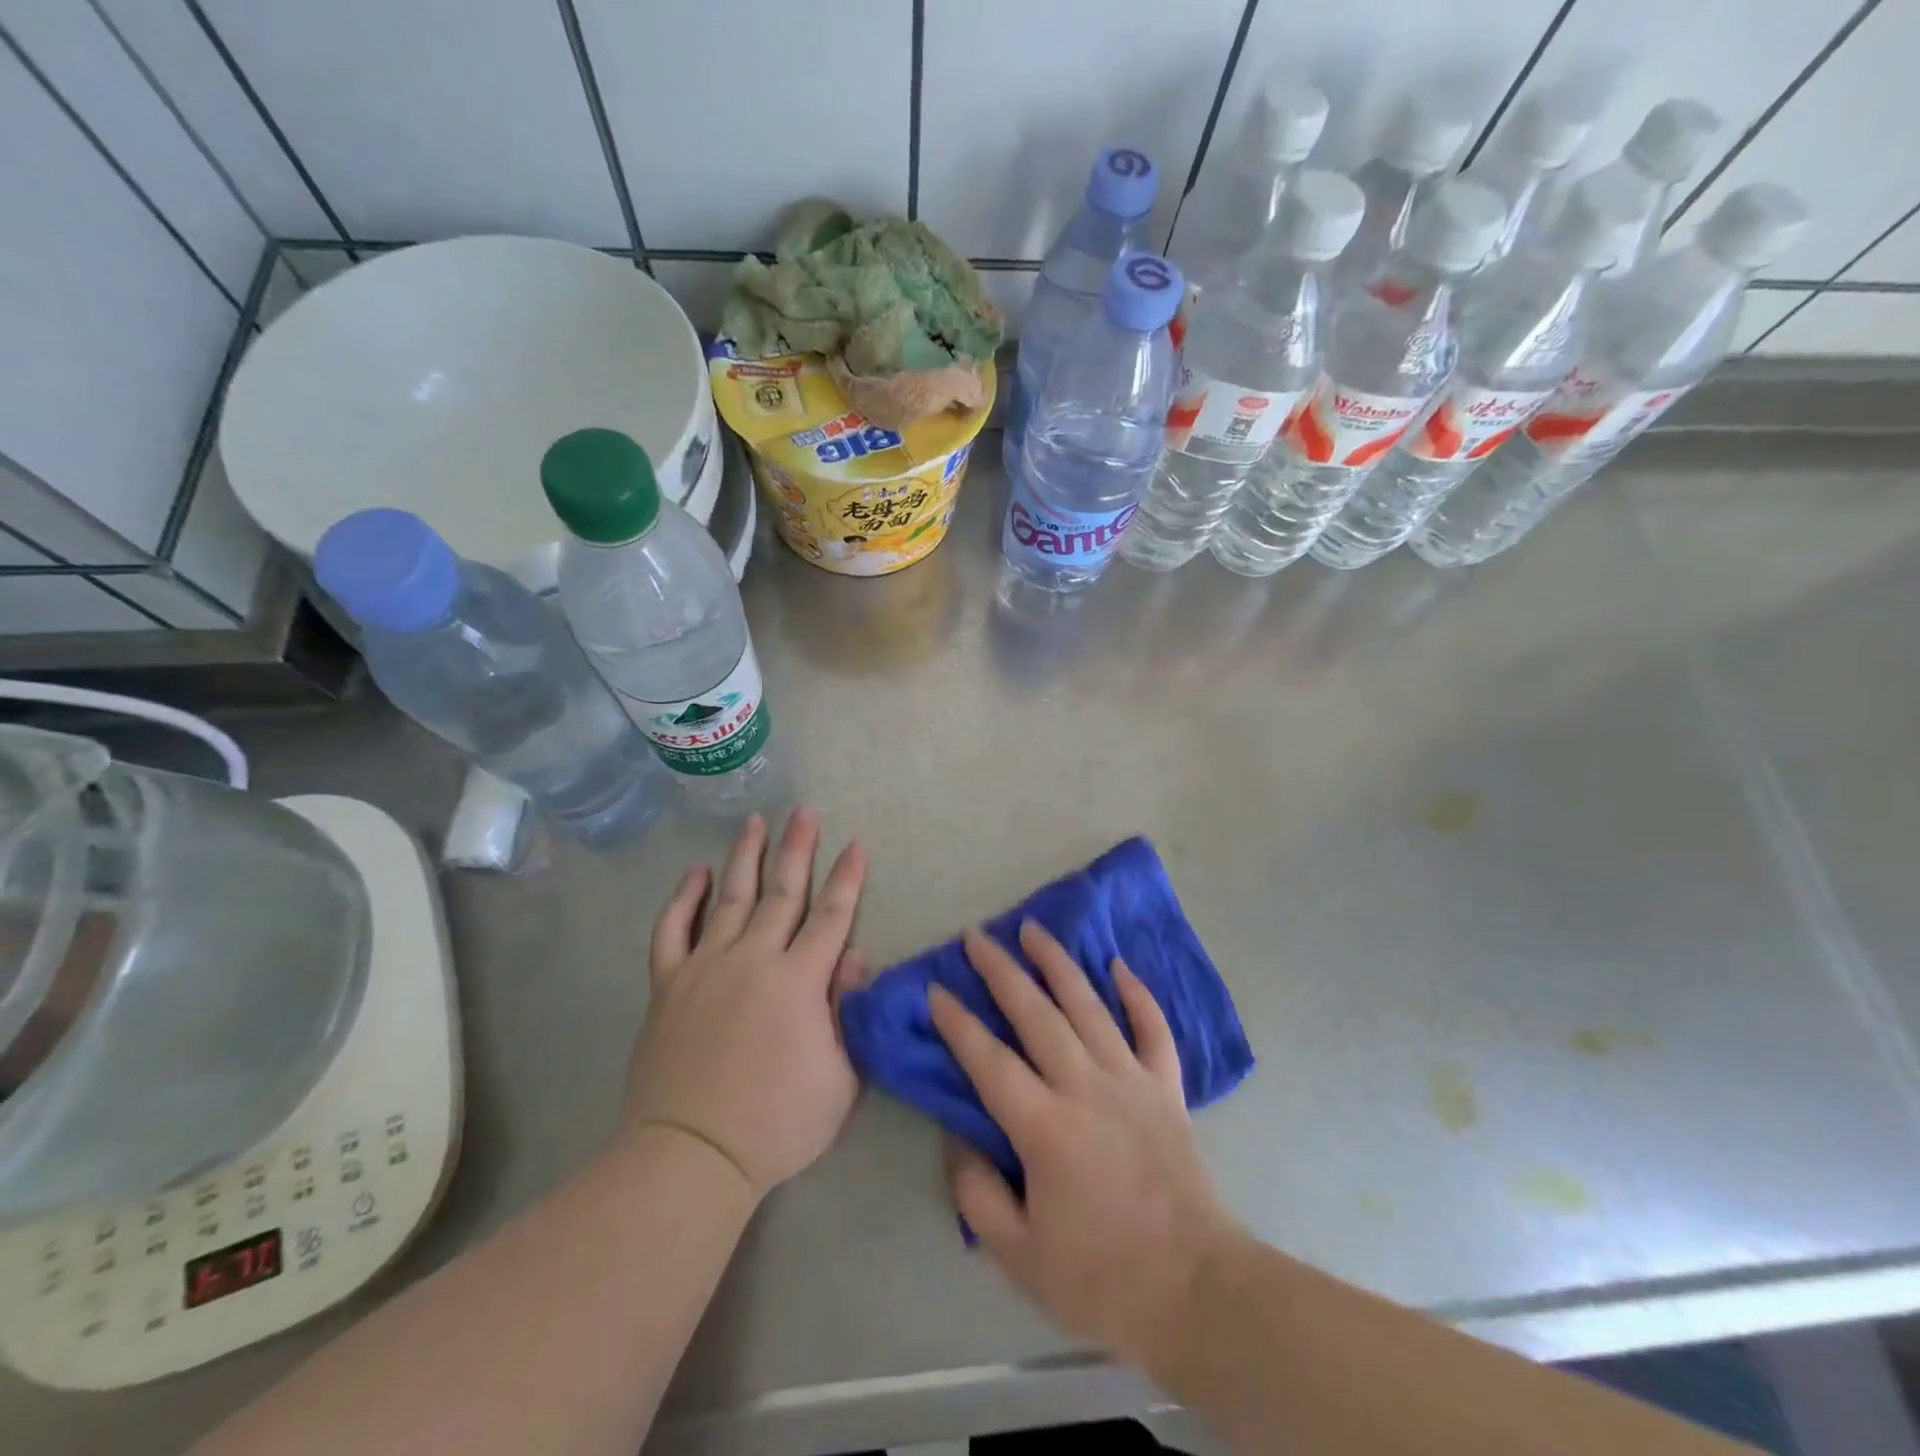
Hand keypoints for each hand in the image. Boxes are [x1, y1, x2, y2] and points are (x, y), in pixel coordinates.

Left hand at [624, 810, 866, 1198]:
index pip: (831, 916)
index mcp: (800, 980)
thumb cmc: (778, 1122)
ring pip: (730, 898)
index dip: (847, 879)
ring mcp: (706, 966)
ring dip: (746, 857)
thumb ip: (848, 1011)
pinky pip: (672, 930)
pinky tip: (695, 873)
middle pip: (782, 892)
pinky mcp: (668, 984)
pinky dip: (683, 898)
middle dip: (798, 849)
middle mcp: (754, 959)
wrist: (692, 1154)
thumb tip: (854, 957)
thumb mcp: (840, 1077)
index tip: (856, 844)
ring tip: (756, 822)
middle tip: (805, 812)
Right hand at [929, 921, 1236, 1375]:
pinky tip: (1119, 965)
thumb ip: (978, 1193)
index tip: (936, 989)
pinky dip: (1137, 994)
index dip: (958, 1023)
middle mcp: (1086, 1087)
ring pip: (1089, 1005)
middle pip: (1036, 1014)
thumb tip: (958, 1137)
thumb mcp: (1019, 1255)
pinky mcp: (1167, 1088)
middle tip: (976, 936)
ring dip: (1058, 963)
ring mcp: (1131, 1080)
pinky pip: (1153, 1028)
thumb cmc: (1102, 1278)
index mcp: (1045, 1127)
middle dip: (1002, 971)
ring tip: (1033, 928)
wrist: (1197, 1291)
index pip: (989, 1061)